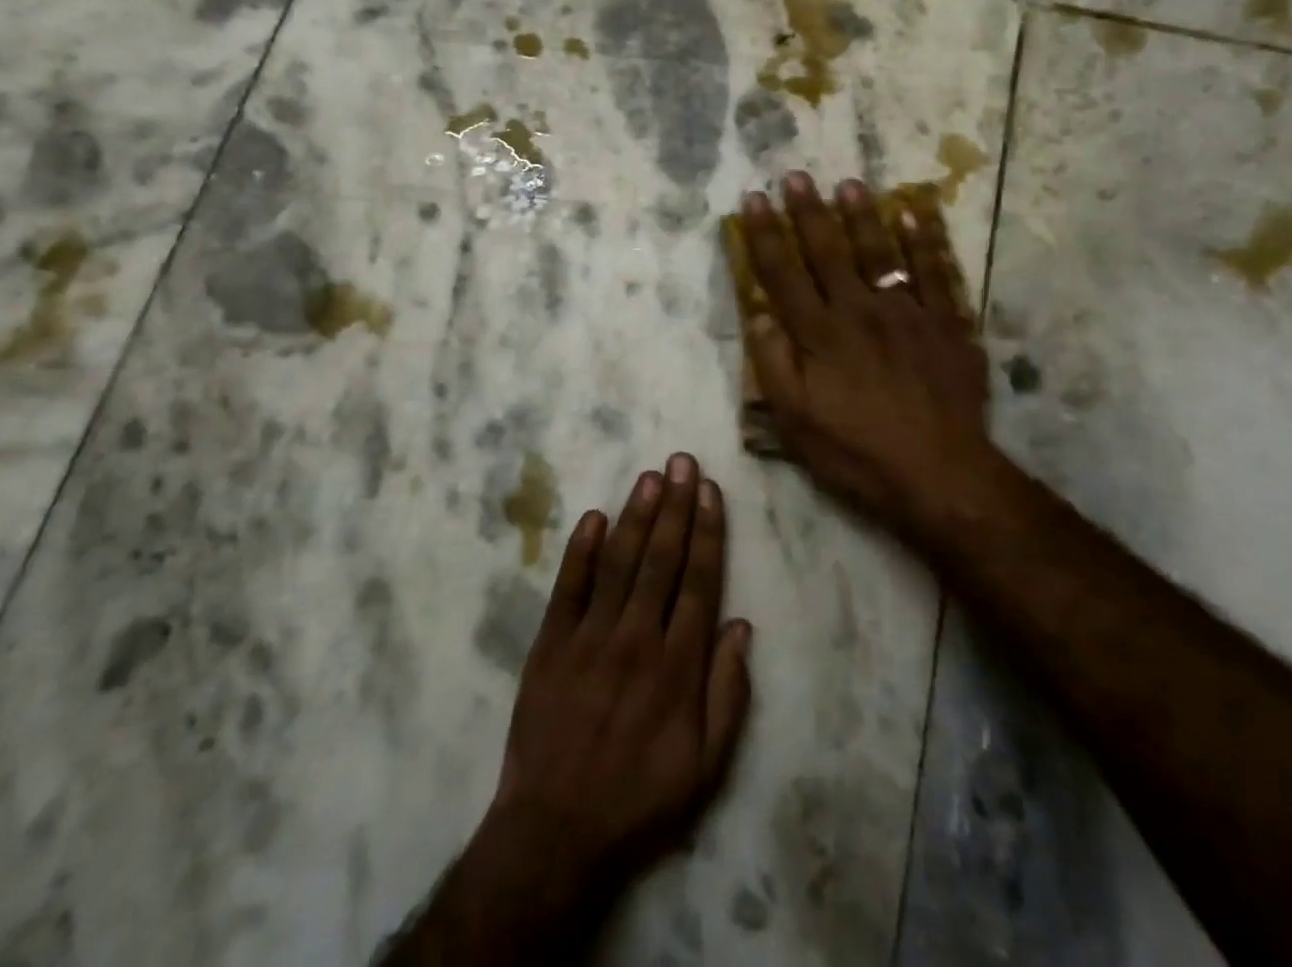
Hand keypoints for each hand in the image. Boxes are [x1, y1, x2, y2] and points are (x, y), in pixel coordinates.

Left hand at [384, 457, 752, 965]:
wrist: (556, 830)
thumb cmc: (641, 798)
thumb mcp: (707, 766)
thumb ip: (728, 694)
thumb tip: (741, 627)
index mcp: (677, 666)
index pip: (698, 581)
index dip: (706, 532)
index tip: (709, 491)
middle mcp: (636, 638)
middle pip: (661, 559)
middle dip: (675, 506)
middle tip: (682, 461)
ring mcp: (590, 637)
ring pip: (620, 563)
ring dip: (637, 516)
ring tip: (650, 476)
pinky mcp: (551, 643)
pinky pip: (568, 587)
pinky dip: (581, 550)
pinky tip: (594, 516)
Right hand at [739, 174, 992, 546]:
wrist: (941, 474)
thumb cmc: (858, 453)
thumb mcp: (797, 423)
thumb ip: (775, 366)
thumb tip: (759, 316)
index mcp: (819, 335)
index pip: (784, 274)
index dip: (765, 236)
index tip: (753, 201)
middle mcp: (859, 311)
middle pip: (828, 252)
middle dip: (808, 212)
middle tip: (795, 177)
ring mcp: (906, 313)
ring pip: (879, 252)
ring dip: (861, 216)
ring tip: (848, 184)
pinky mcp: (946, 323)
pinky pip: (935, 272)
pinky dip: (925, 240)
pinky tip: (915, 213)